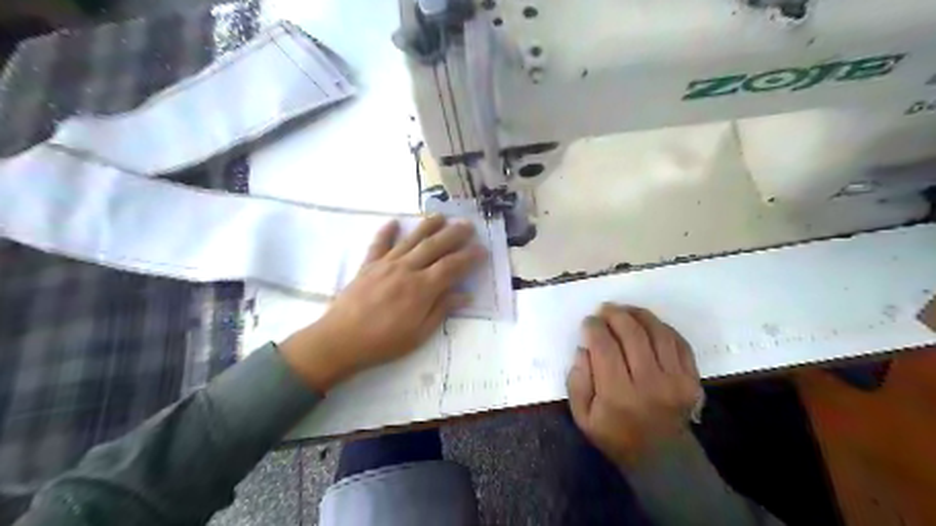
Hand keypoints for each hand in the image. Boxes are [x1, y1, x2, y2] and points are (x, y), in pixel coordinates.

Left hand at [278, 216, 482, 391]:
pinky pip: (379, 244)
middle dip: (454, 234)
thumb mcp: (419, 334)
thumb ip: (442, 310)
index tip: (482, 250)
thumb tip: (465, 295)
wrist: (340, 340)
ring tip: (441, 216)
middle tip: (468, 225)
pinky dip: (386, 232)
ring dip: (427, 226)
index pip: (452, 266)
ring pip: (411, 239)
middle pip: (434, 246)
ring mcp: (386, 264)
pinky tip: (394, 222)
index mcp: (422, 288)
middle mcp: (406, 269)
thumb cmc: (384, 342)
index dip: (469, 257)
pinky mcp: (368, 265)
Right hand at [562, 304, 702, 468]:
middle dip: (615, 315)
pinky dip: (662, 327)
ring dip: (639, 314)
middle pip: (632, 333)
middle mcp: (649, 383)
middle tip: (604, 310)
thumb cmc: (616, 436)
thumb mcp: (583, 417)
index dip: (594, 328)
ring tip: (625, 310)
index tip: (588, 322)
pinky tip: (648, 324)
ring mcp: (675, 380)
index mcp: (618, 394)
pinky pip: (678, 342)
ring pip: (657, 332)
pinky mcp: (692, 379)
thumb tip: (583, 348)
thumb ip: (577, 381)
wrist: (663, 459)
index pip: (604, 347)